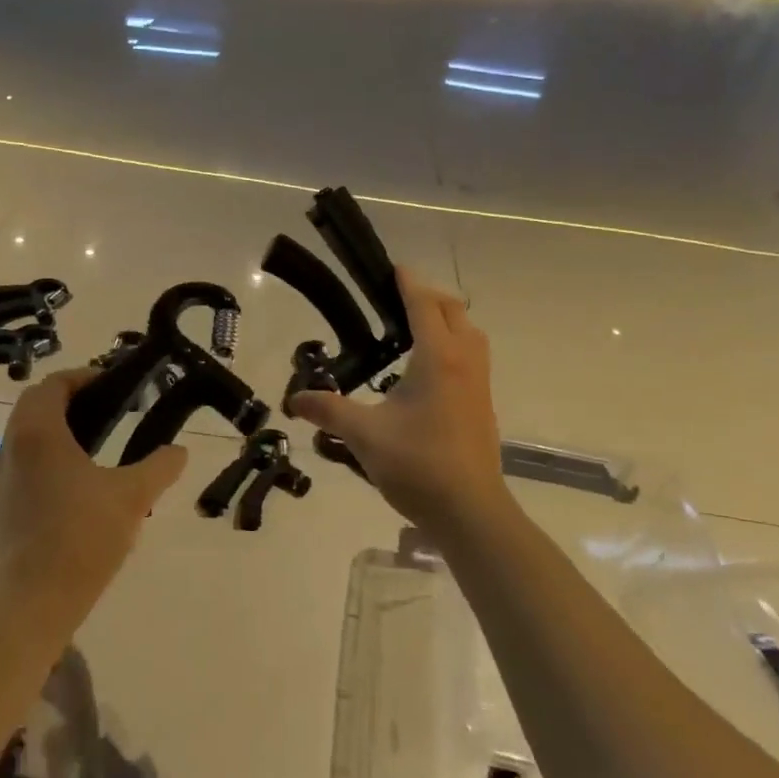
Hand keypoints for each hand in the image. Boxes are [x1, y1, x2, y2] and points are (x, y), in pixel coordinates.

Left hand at [0, 370, 188, 610]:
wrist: (34, 601)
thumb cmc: (82, 536)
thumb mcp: (132, 497)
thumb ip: (159, 467)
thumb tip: (179, 451)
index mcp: (38, 433)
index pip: (53, 385)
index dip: (83, 377)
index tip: (114, 385)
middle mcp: (13, 448)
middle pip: (35, 406)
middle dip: (70, 400)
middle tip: (108, 409)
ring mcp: (3, 479)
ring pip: (27, 435)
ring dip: (58, 428)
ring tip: (98, 442)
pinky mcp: (3, 507)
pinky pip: (25, 463)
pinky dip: (49, 455)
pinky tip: (80, 481)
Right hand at [290, 268, 510, 539]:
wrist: (471, 510)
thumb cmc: (418, 464)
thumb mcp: (364, 435)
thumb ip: (328, 411)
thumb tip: (294, 399)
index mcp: (437, 358)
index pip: (423, 305)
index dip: (407, 283)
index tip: (393, 267)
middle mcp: (464, 361)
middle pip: (453, 311)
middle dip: (428, 297)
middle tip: (395, 301)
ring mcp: (479, 383)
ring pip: (470, 333)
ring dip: (446, 320)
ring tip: (412, 330)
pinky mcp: (483, 404)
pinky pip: (472, 357)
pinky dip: (453, 345)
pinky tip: (426, 370)